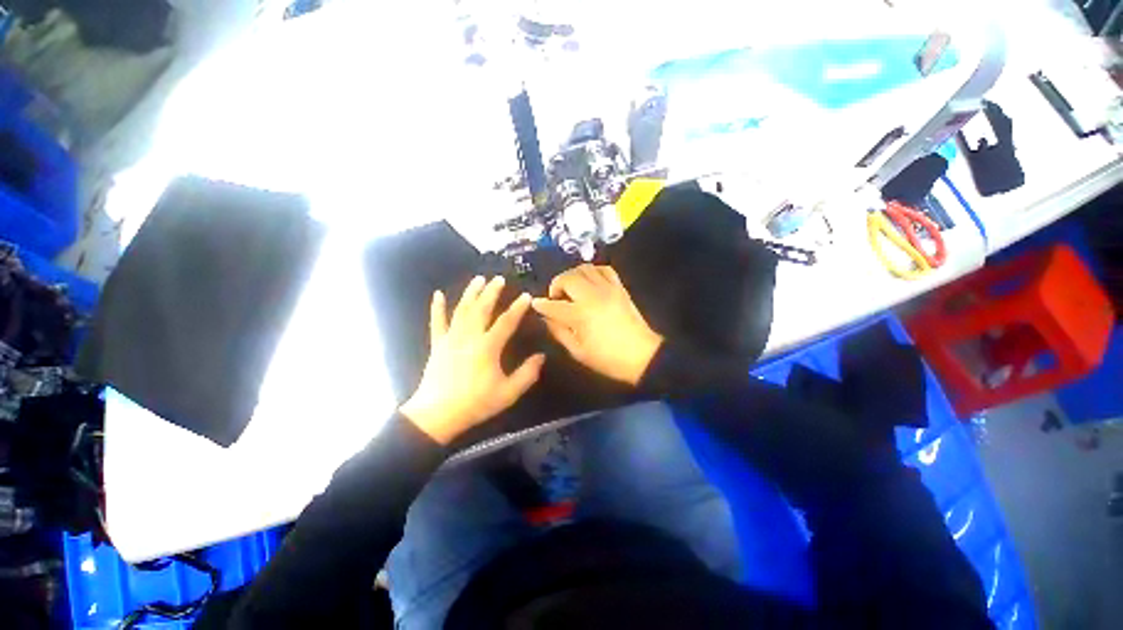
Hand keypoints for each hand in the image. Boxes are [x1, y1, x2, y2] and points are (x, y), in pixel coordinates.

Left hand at [400, 276, 544, 444]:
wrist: (437, 415)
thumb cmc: (475, 403)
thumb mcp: (508, 393)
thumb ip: (527, 374)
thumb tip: (541, 357)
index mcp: (487, 347)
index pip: (506, 322)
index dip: (518, 308)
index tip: (526, 296)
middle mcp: (469, 337)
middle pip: (481, 309)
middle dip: (492, 292)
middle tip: (499, 278)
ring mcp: (451, 339)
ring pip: (461, 310)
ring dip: (470, 293)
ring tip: (478, 279)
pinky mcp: (437, 344)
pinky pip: (437, 322)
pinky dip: (437, 307)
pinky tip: (438, 294)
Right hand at [531, 264, 662, 385]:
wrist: (642, 356)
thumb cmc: (607, 359)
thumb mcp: (578, 352)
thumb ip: (559, 332)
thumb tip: (547, 317)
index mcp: (580, 315)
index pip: (553, 305)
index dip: (541, 304)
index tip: (535, 304)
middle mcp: (592, 296)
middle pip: (568, 278)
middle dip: (556, 284)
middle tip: (556, 297)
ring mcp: (608, 289)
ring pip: (585, 268)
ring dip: (573, 275)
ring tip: (571, 288)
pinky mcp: (620, 288)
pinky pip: (605, 269)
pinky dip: (593, 271)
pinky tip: (590, 281)